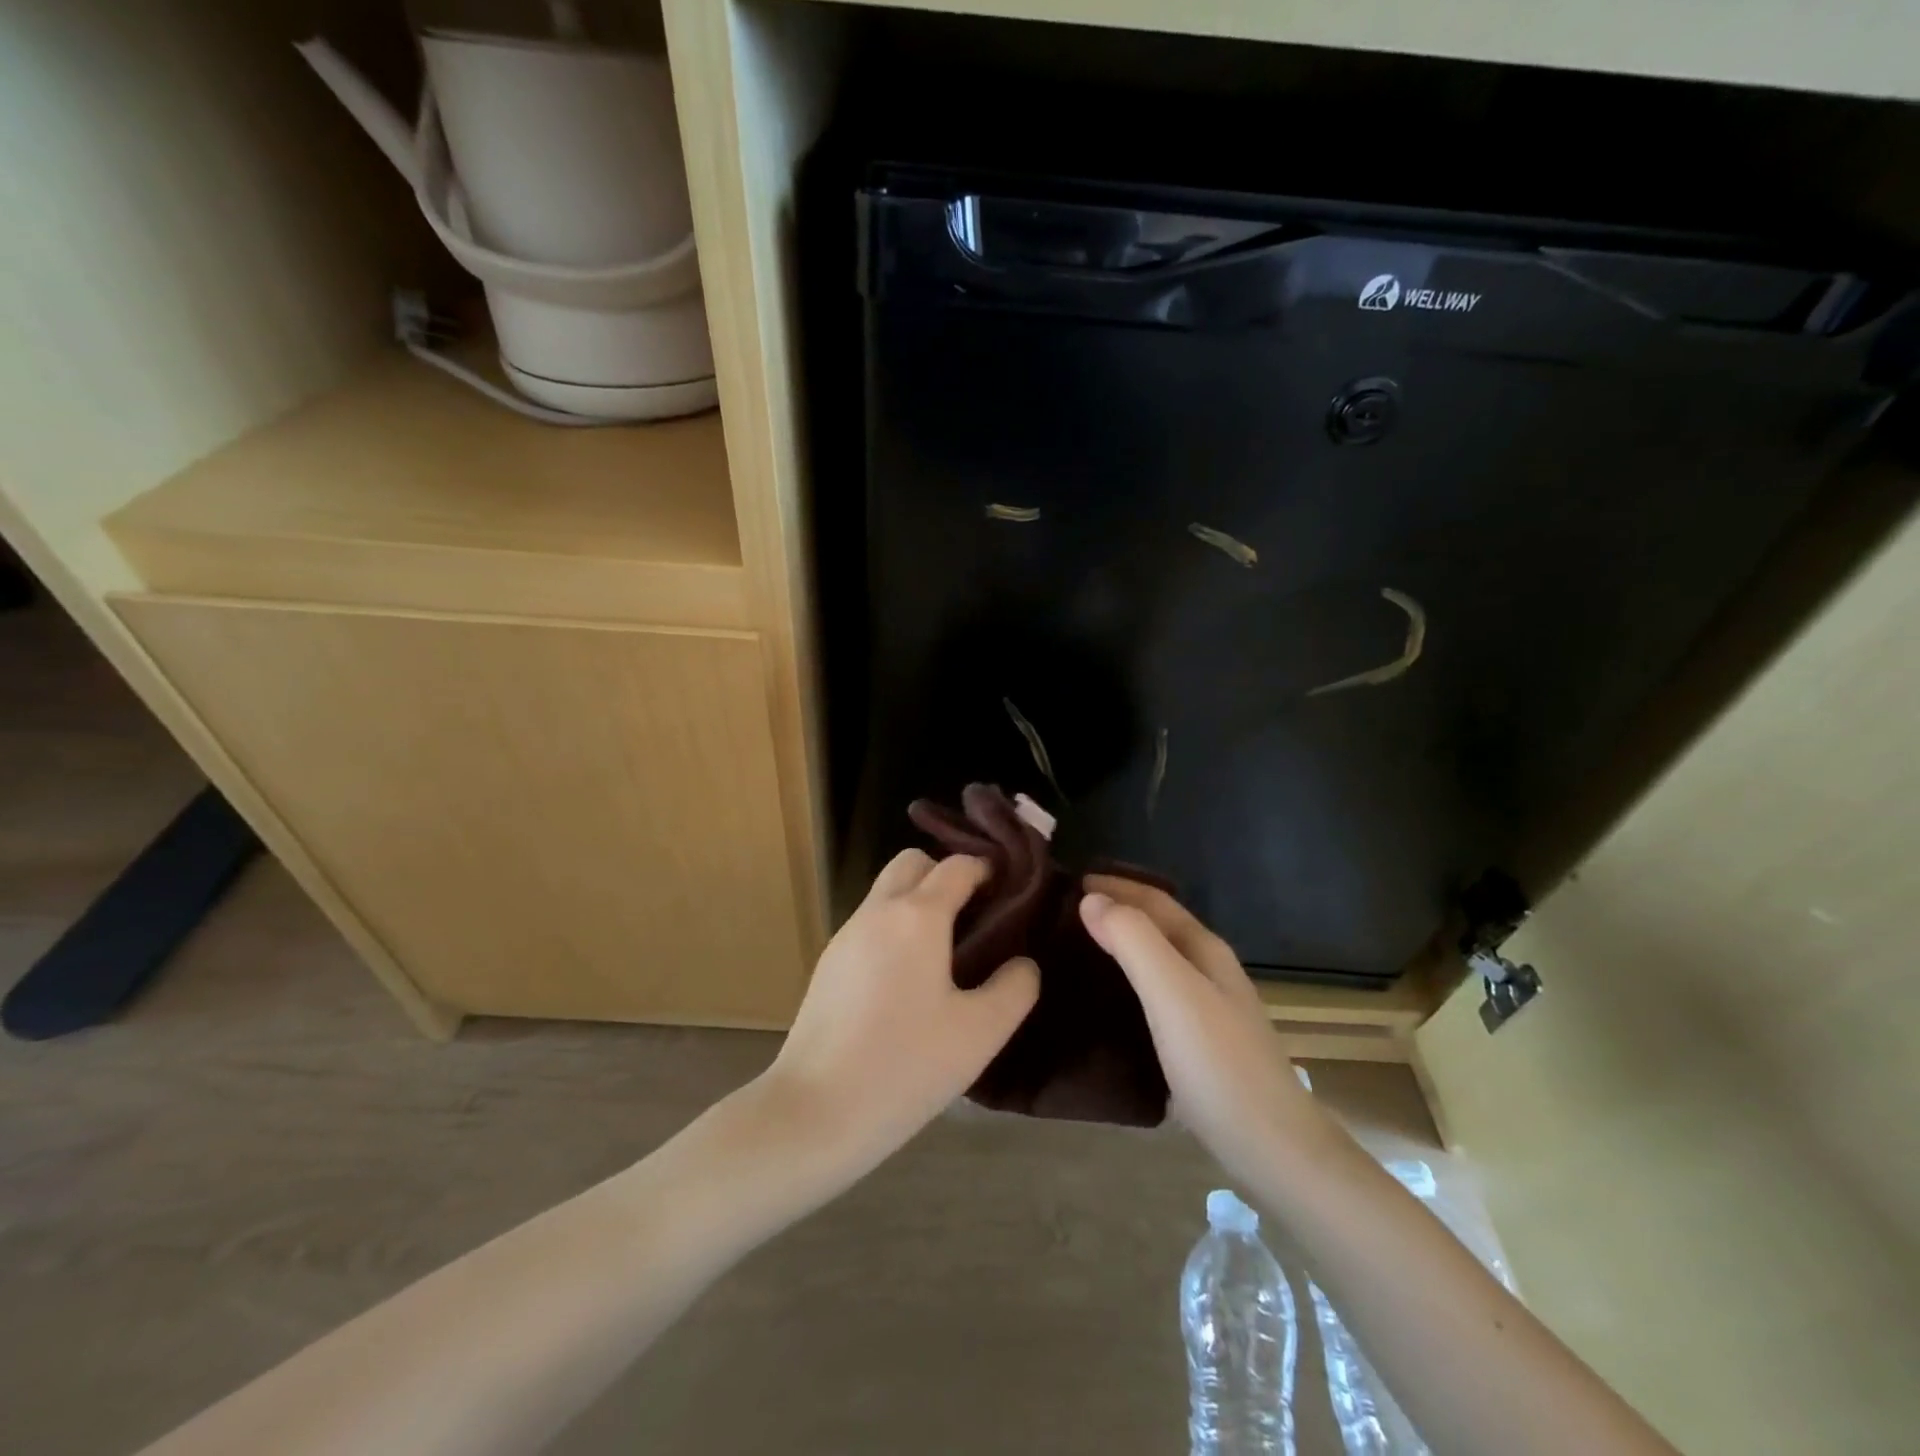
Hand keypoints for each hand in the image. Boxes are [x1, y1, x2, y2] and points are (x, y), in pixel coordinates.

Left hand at [765, 850, 1039, 1171]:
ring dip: (918, 902)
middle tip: (975, 916)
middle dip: (945, 875)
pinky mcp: (828, 964)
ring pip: (887, 893)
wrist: (813, 1111)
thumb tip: (1022, 963)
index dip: (987, 870)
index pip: (957, 866)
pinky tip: (909, 981)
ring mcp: (846, 935)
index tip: (1010, 892)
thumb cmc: (905, 1065)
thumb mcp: (980, 1032)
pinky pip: (870, 925)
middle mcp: (878, 911)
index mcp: (917, 916)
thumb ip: (1014, 988)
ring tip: (948, 952)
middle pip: (912, 863)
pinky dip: (895, 930)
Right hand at [1081, 877, 1317, 1178]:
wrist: (1273, 1148)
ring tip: (1083, 948)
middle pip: (1160, 926)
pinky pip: (1159, 994)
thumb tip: (1091, 898)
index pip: (1156, 901)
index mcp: (1205, 950)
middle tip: (1070, 912)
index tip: (1073, 881)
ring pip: (1160, 960)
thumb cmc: (1218, 1064)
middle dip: (1120, 910)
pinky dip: (1131, 981)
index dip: (1117, 885)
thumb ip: (1133, 941)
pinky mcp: (1205, 1044)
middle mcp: (1211, 972)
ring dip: (1125, 944)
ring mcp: (1212, 1009)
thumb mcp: (1171, 993)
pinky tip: (1113, 1001)